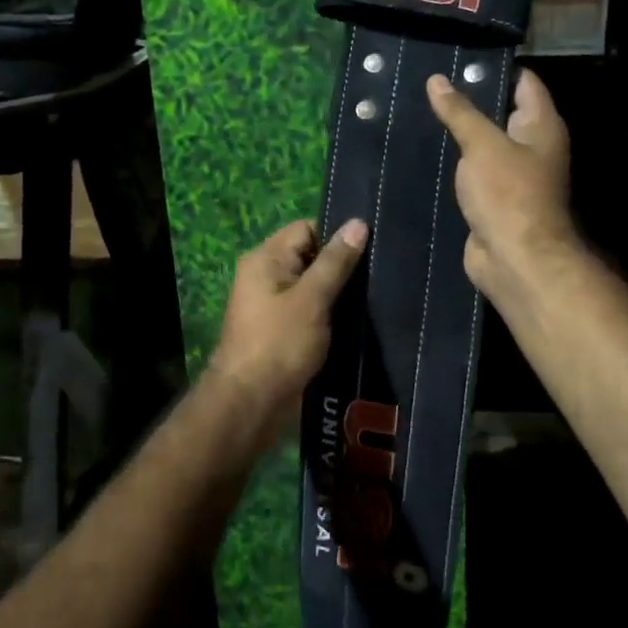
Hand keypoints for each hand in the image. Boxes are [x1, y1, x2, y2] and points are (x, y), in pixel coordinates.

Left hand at [209, 218, 368, 446]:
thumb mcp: (313, 298)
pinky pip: (308, 309)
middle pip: (309, 256)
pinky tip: (355, 321)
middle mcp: (264, 275)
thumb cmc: (280, 343)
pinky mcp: (280, 329)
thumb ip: (336, 262)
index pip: (306, 229)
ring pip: (311, 285)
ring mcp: (270, 304)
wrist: (250, 403)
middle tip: (377, 275)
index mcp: (265, 258)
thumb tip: (358, 223)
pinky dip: (328, 313)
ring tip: (372, 298)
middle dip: (339, 266)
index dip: (335, 237)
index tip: (368, 251)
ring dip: (336, 292)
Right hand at [426, 69, 578, 310]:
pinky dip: (455, 159)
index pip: (524, 82)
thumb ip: (460, 111)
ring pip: (484, 142)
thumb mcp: (482, 145)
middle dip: (469, 97)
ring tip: (421, 107)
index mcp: (541, 126)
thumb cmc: (508, 194)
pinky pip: (473, 169)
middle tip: (431, 80)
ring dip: (459, 130)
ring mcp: (513, 174)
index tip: (460, 55)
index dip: (495, 66)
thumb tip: (437, 80)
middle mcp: (532, 146)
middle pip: (502, 110)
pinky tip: (426, 146)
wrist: (515, 259)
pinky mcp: (494, 197)